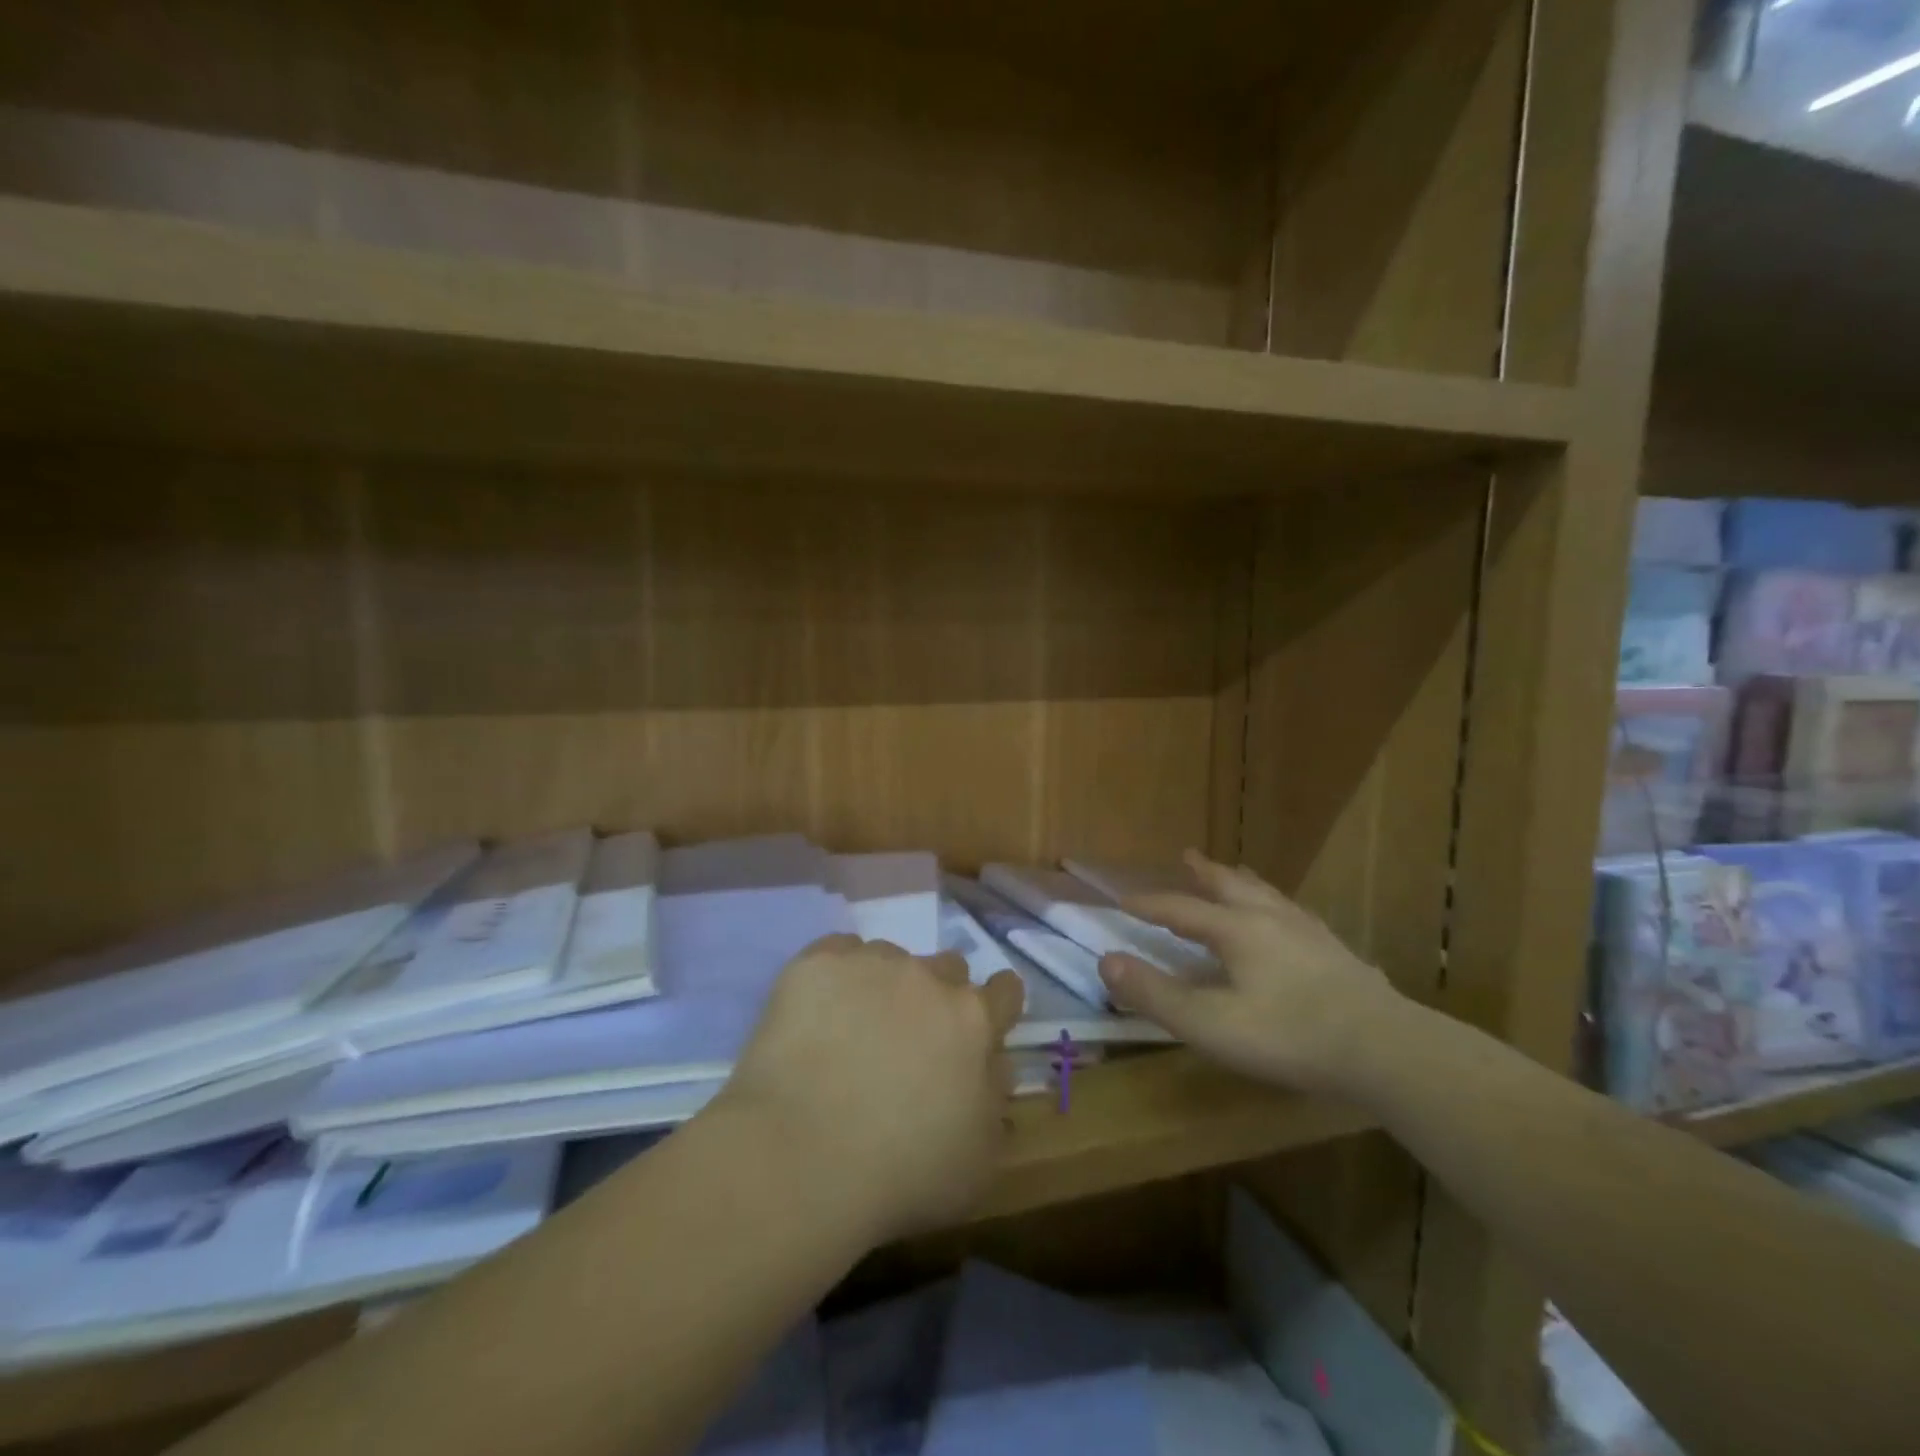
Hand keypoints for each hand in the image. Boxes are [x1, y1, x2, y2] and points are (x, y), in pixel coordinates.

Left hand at [719, 936, 1025, 1241]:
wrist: (800, 1157)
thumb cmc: (900, 1173)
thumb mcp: (977, 1161)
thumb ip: (994, 1102)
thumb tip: (996, 1067)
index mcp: (973, 1020)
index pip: (1005, 990)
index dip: (996, 1007)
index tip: (979, 1028)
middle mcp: (927, 977)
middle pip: (948, 966)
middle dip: (938, 994)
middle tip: (911, 1037)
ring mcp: (870, 963)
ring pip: (890, 957)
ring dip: (884, 985)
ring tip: (853, 1029)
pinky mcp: (817, 964)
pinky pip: (838, 952)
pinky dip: (836, 976)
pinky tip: (818, 1012)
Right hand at [1098, 850, 1402, 1097]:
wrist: (1384, 1049)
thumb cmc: (1287, 1035)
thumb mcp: (1208, 1023)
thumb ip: (1155, 993)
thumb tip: (1106, 959)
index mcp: (1235, 930)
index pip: (1180, 908)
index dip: (1149, 903)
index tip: (1124, 899)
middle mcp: (1269, 919)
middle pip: (1229, 885)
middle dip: (1203, 873)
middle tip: (1187, 855)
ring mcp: (1308, 932)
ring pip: (1267, 894)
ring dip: (1242, 881)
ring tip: (1236, 873)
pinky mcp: (1336, 952)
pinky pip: (1296, 914)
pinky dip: (1279, 906)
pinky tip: (1291, 918)